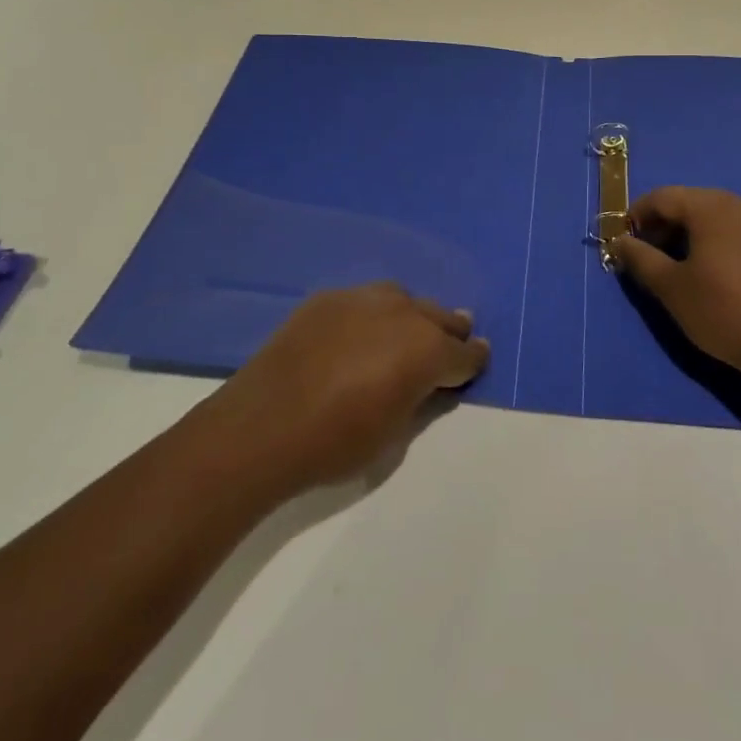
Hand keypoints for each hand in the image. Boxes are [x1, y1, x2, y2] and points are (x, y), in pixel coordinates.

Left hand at [216, 283, 490, 489]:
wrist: (263, 426)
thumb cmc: (336, 443)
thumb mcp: (394, 435)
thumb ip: (420, 399)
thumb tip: (431, 383)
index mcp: (427, 349)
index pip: (464, 353)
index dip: (473, 361)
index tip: (477, 361)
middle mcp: (403, 312)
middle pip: (438, 317)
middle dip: (449, 331)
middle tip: (454, 340)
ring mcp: (363, 298)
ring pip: (403, 300)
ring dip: (412, 316)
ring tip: (407, 332)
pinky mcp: (328, 298)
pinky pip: (363, 301)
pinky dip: (372, 315)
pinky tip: (359, 333)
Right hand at [610, 187, 740, 392]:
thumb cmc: (723, 312)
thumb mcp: (671, 287)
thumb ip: (640, 258)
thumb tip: (620, 241)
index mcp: (711, 207)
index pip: (663, 197)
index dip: (638, 215)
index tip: (627, 242)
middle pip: (694, 203)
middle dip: (667, 226)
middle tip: (654, 258)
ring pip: (723, 219)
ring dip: (698, 236)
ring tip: (689, 269)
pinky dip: (728, 247)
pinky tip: (729, 280)